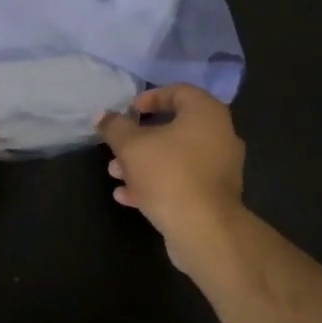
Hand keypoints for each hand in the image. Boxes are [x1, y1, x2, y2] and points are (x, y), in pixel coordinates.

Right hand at [96, 85, 247, 284]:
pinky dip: (157, 183)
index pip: (178, 92)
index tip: (129, 111)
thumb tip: (101, 115)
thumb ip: (115, 127)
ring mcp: (219, 168)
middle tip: (118, 145)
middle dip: (140, 137)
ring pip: (175, 157)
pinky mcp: (214, 196)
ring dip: (143, 163)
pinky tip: (128, 196)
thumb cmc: (169, 174)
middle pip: (174, 127)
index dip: (150, 98)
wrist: (205, 231)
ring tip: (115, 173)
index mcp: (206, 113)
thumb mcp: (132, 146)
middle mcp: (219, 135)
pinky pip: (182, 180)